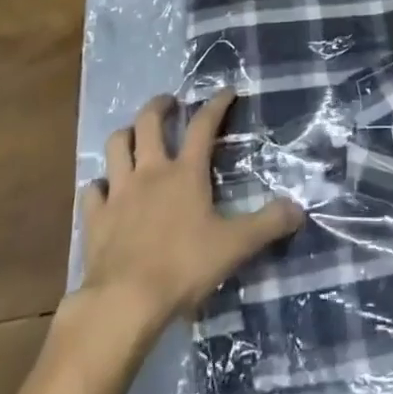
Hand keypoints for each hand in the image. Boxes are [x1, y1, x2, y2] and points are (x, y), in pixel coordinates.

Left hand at [77, 91, 303, 333]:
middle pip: (149, 122)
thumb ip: (267, 224)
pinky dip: (100, 186)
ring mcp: (119, 192)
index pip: (204, 125)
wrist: (125, 301)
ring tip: (134, 136)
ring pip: (116, 146)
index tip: (226, 91)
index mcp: (186, 172)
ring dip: (125, 136)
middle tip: (169, 104)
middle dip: (159, 106)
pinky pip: (93, 191)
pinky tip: (105, 191)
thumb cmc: (183, 267)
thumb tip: (299, 208)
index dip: (216, 104)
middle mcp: (151, 171)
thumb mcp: (234, 246)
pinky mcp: (95, 217)